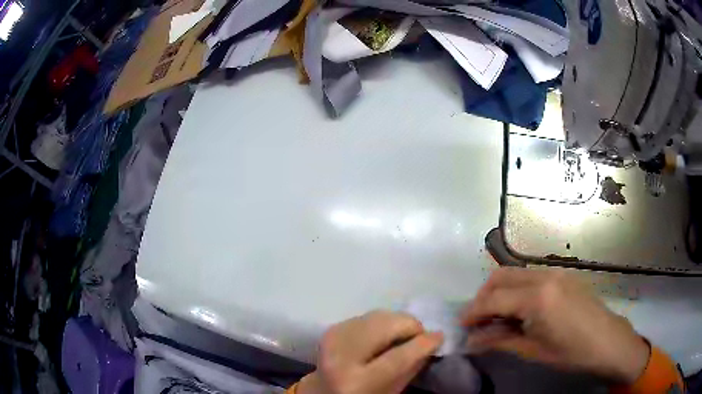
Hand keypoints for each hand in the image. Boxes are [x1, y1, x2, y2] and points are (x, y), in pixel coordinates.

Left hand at [298, 311, 443, 393]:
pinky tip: (383, 335)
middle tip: (419, 337)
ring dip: (396, 323)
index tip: (440, 336)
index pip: (397, 358)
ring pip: (378, 315)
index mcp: (356, 382)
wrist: (323, 390)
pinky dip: (382, 322)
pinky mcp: (332, 328)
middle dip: (410, 326)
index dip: (423, 343)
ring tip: (401, 337)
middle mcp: (341, 356)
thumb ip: (410, 367)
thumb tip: (431, 341)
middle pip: (386, 326)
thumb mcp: (389, 391)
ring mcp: (333, 338)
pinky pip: (367, 315)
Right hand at [462, 268, 649, 383]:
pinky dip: (517, 288)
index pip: (493, 299)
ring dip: (499, 291)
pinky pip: (532, 275)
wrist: (608, 341)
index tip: (461, 326)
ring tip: (496, 316)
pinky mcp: (564, 274)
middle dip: (483, 296)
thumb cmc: (571, 352)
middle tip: (477, 320)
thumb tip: (472, 341)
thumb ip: (501, 341)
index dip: (473, 312)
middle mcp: (545, 276)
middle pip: (501, 277)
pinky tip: (520, 309)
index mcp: (538, 298)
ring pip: (516, 272)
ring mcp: (556, 272)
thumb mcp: (534, 351)